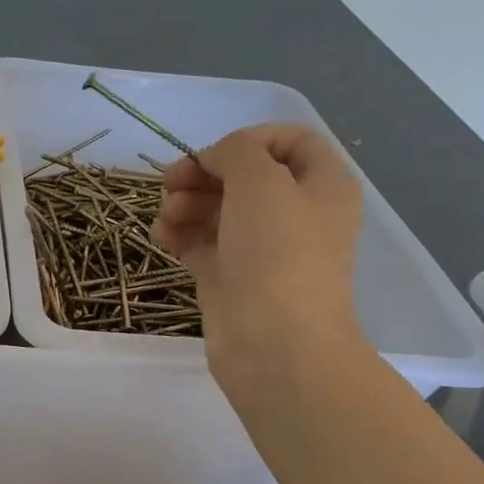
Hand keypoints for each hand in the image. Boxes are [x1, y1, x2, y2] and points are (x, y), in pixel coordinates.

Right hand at [152, 124, 363, 390]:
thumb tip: (215, 160)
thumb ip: (236, 152)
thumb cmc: (277, 254)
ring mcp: (260, 251)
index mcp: (322, 186)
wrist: (273, 343)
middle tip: (170, 181)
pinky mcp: (230, 279)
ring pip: (218, 211)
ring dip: (186, 204)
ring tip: (166, 216)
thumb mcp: (261, 182)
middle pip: (245, 177)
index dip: (249, 139)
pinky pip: (202, 245)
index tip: (213, 154)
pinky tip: (161, 236)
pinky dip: (180, 235)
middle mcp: (294, 215)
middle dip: (205, 174)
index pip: (290, 142)